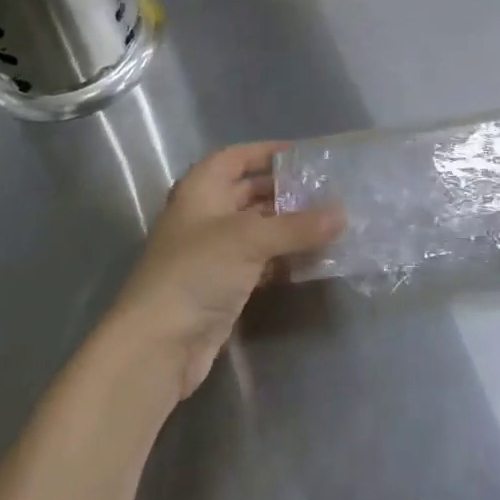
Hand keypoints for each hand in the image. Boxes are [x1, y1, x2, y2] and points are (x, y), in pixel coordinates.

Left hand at [107, 142, 343, 402]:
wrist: (157, 346)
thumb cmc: (196, 271)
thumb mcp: (249, 239)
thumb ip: (297, 226)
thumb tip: (342, 214)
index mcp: (201, 188)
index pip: (237, 157)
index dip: (268, 153)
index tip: (306, 156)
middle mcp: (206, 214)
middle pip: (250, 192)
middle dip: (286, 192)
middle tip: (328, 191)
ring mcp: (214, 252)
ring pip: (259, 229)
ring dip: (290, 227)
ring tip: (330, 223)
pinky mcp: (224, 286)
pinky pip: (261, 261)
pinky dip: (284, 258)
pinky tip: (314, 258)